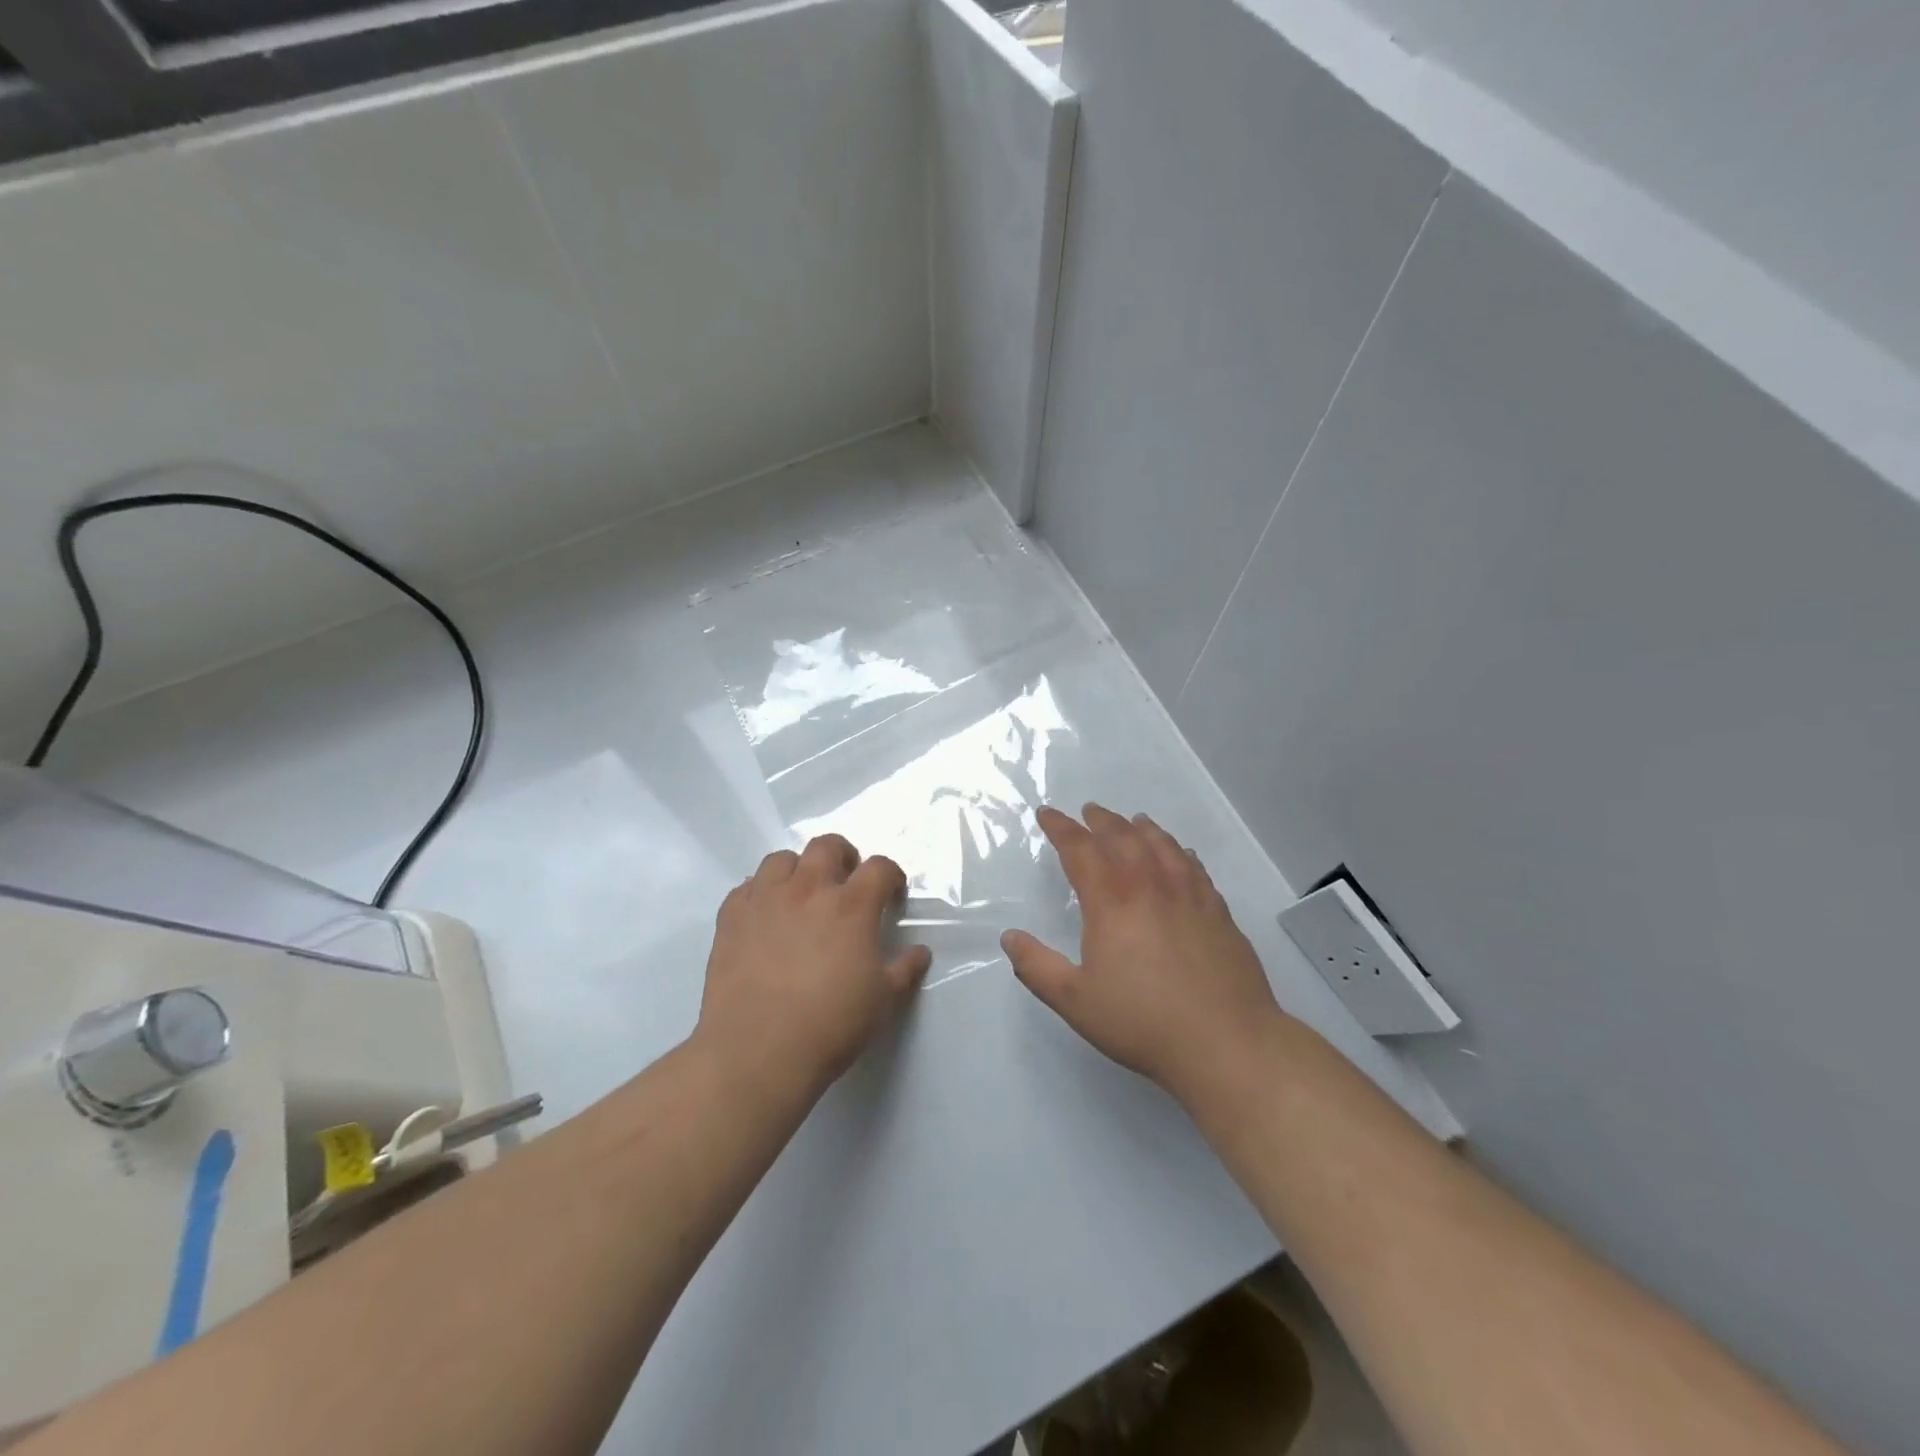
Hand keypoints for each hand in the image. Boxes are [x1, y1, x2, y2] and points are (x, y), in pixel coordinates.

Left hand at [696, 835, 931, 1098]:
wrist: (757, 1053)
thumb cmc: (830, 1026)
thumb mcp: (883, 1001)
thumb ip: (904, 970)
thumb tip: (920, 952)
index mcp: (851, 906)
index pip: (880, 867)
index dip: (891, 876)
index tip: (892, 894)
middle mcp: (808, 890)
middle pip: (828, 846)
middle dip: (844, 856)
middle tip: (846, 882)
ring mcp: (765, 900)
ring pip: (782, 859)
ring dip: (798, 869)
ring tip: (802, 895)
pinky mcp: (731, 918)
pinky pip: (746, 887)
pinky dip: (760, 893)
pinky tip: (765, 917)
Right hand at [1002, 804, 1284, 1099]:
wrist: (1226, 1042)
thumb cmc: (1142, 1021)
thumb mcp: (1075, 1000)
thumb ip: (1037, 966)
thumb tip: (1009, 937)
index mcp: (1111, 900)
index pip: (1080, 849)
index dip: (1060, 828)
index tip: (1047, 814)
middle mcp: (1150, 885)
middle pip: (1123, 837)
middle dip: (1101, 820)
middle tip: (1088, 811)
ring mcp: (1189, 894)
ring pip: (1162, 845)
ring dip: (1141, 828)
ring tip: (1132, 821)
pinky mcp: (1218, 911)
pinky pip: (1194, 866)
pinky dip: (1178, 851)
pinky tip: (1179, 853)